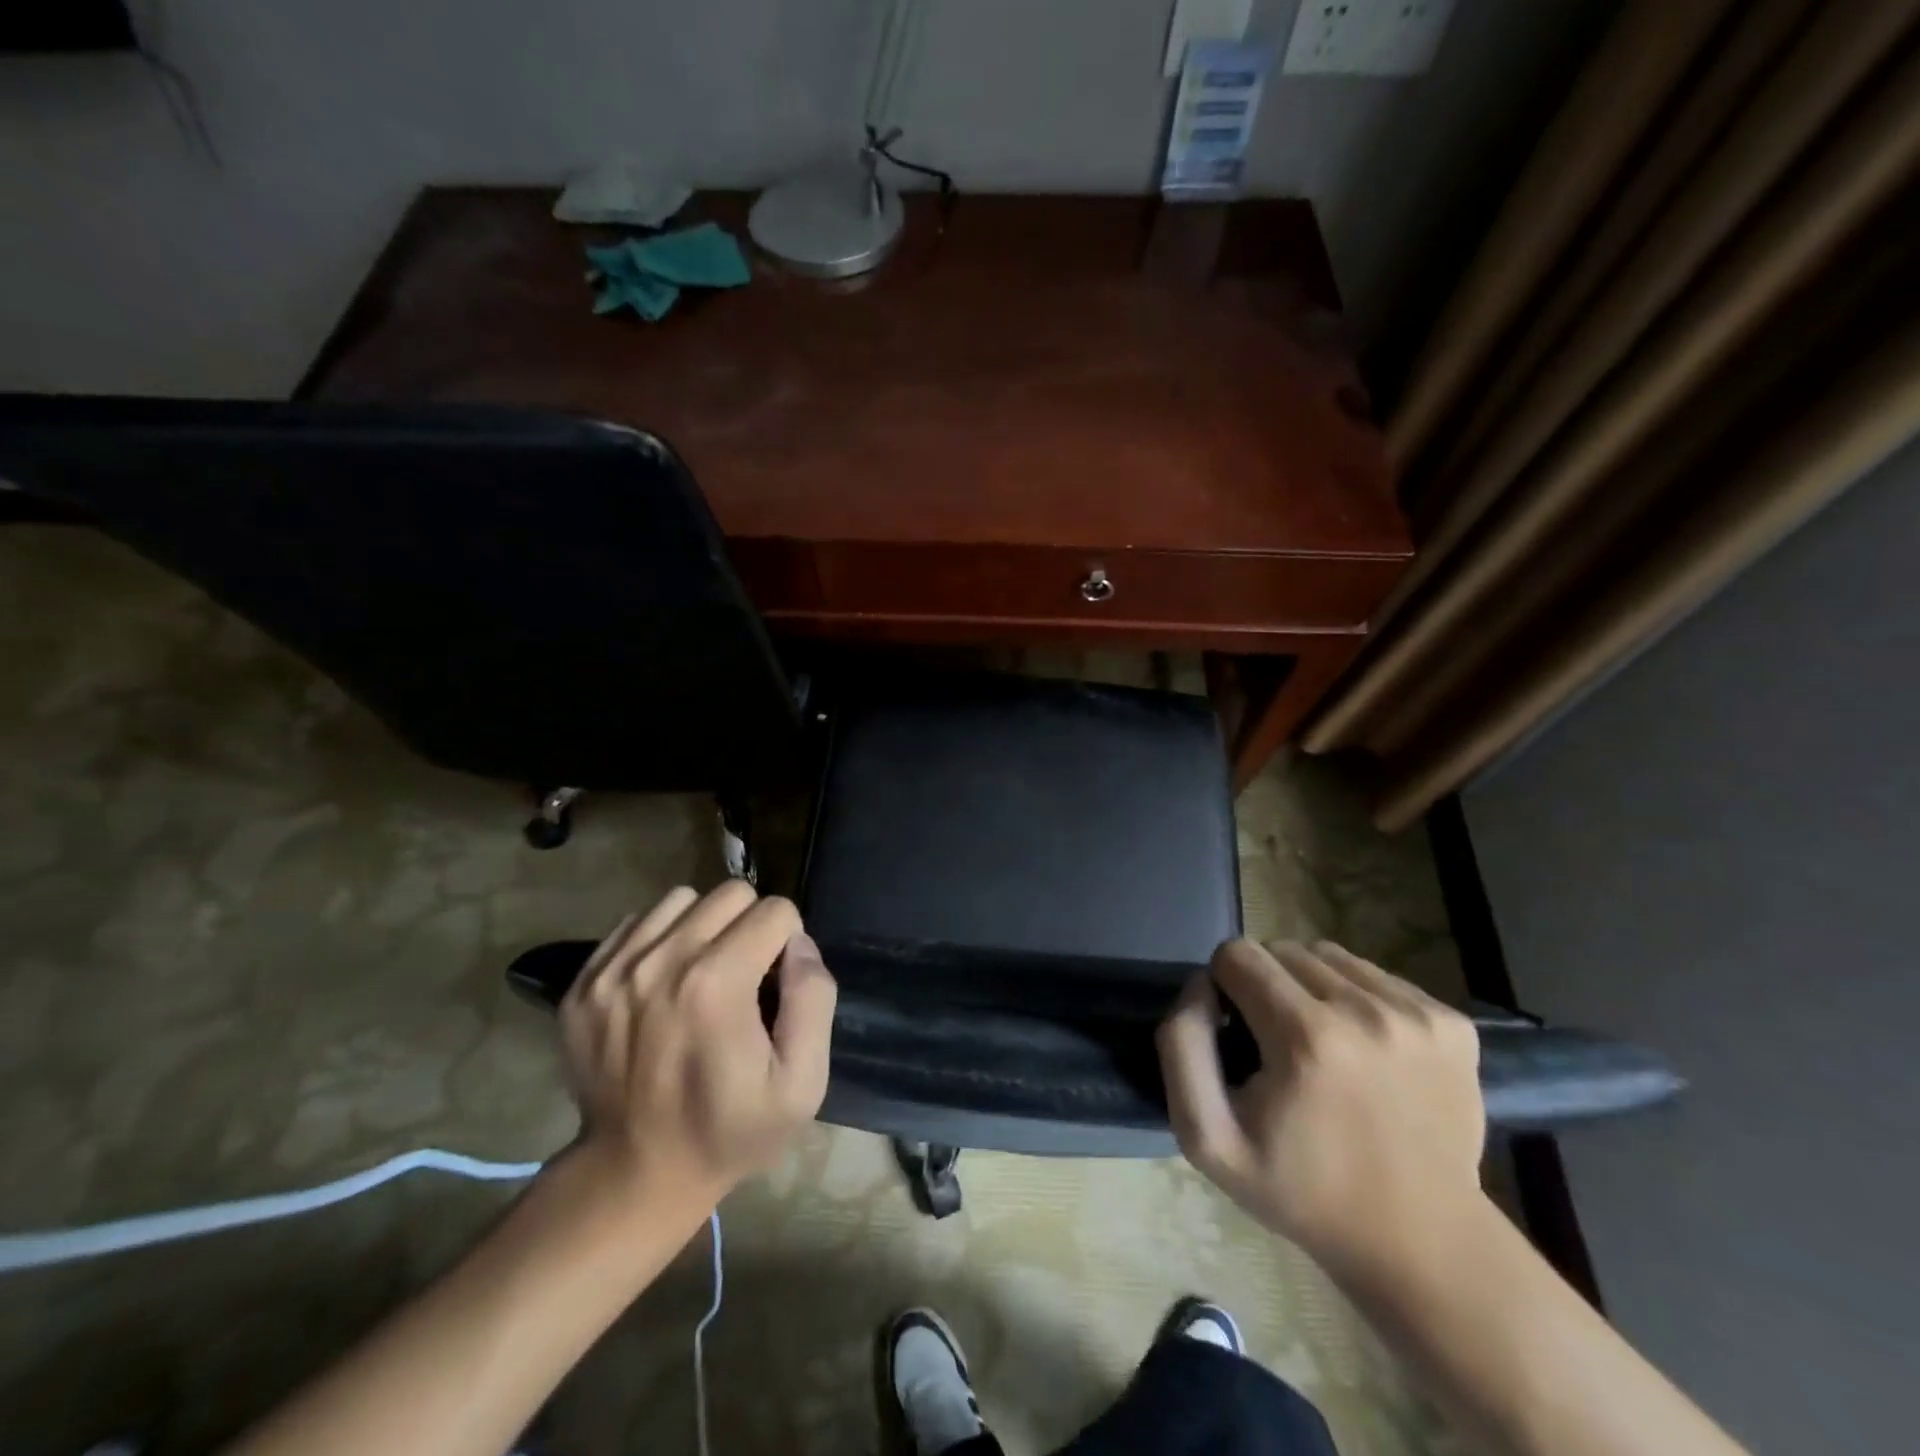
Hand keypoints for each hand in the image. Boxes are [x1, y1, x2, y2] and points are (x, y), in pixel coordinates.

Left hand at [558, 882, 836, 1213]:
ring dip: (704, 925)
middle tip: (744, 974)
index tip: (777, 985)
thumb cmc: (730, 1130)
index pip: (775, 911)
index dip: (789, 943)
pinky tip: (664, 981)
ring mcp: (613, 969)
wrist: (635, 1174)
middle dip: (750, 924)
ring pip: (681, 899)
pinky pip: (636, 923)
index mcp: (717, 984)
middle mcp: (661, 961)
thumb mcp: (802, 1083)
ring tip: (703, 972)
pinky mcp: (583, 982)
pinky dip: (659, 939)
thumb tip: (799, 943)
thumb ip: (814, 999)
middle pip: (730, 893)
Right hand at [1157, 939, 1484, 1275]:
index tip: (1238, 1034)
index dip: (1224, 987)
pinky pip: (1376, 976)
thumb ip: (1182, 1046)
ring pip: (1330, 957)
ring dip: (1310, 986)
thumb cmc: (1302, 1192)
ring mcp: (1418, 1016)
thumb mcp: (1207, 1137)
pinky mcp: (1453, 1023)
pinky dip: (1357, 999)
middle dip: (1265, 984)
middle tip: (1276, 1042)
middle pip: (1282, 950)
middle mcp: (1367, 1012)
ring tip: (1320, 1042)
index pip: (1237, 955)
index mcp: (1306, 1037)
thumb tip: (1201, 984)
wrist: (1423, 1245)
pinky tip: (1364, 1050)